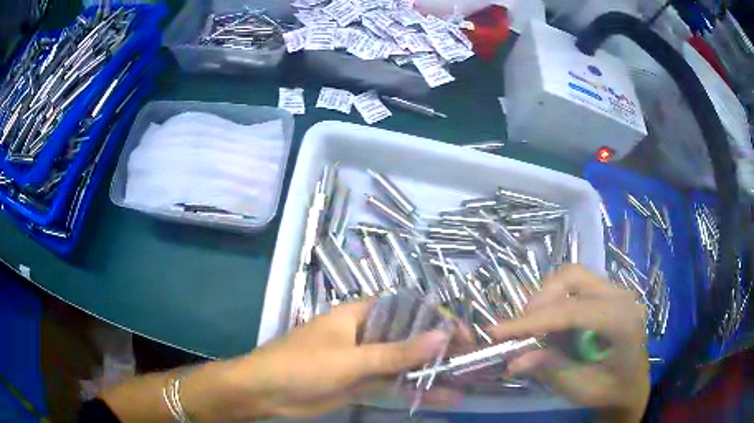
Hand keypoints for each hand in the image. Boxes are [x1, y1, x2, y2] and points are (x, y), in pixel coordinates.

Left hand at [181, 300, 452, 420]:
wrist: (265, 392)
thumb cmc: (303, 365)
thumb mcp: (351, 359)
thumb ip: (396, 353)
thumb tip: (442, 336)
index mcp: (359, 315)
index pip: (406, 308)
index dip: (435, 318)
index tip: (461, 334)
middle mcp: (364, 334)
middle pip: (408, 337)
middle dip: (437, 348)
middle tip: (469, 361)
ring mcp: (362, 361)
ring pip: (402, 364)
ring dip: (429, 373)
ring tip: (463, 382)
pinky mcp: (358, 384)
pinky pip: (391, 385)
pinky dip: (412, 392)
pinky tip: (439, 398)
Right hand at [488, 265, 649, 421]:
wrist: (633, 385)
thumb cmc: (612, 390)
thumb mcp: (581, 388)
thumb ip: (551, 369)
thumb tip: (513, 361)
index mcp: (623, 321)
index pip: (573, 311)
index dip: (533, 320)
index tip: (496, 331)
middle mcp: (622, 296)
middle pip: (573, 277)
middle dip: (540, 300)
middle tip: (520, 329)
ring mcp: (617, 291)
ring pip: (574, 276)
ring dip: (547, 298)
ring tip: (534, 327)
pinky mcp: (609, 293)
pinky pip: (577, 286)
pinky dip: (557, 300)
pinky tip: (552, 324)